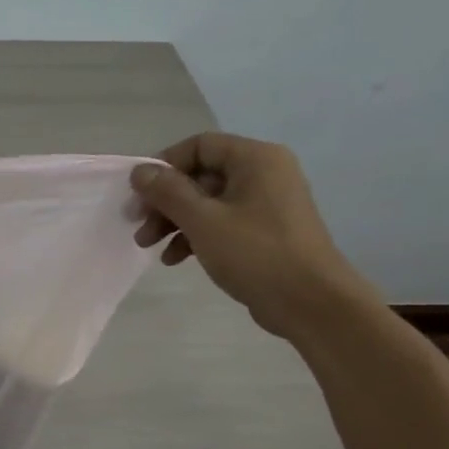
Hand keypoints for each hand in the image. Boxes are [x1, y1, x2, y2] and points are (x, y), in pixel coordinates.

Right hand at [129, 132, 376, 339]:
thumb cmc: (256, 253)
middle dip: (164, 200)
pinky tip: (174, 259)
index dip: (164, 165)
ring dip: (174, 221)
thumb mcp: (202, 220)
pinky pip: (221, 222)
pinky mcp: (264, 231)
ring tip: (149, 246)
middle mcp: (264, 173)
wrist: (310, 302)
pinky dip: (195, 235)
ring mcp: (266, 203)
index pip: (199, 145)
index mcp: (255, 159)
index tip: (138, 194)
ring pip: (207, 201)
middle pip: (201, 175)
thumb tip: (140, 170)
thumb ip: (168, 192)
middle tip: (138, 225)